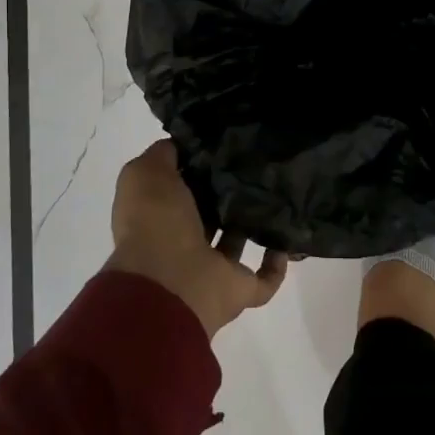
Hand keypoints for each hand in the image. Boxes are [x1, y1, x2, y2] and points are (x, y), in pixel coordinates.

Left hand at [106, 141, 287, 336]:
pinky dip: (276, 264)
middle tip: (257, 165)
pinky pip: (263, 279)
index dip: (199, 168)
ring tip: (278, 194)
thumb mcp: (146, 173)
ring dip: (253, 225)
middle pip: (211, 213)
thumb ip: (162, 155)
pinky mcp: (238, 290)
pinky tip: (288, 238)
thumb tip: (183, 144)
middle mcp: (184, 242)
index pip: (182, 187)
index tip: (225, 145)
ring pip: (236, 243)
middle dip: (229, 194)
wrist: (170, 283)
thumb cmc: (156, 223)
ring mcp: (212, 269)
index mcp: (160, 215)